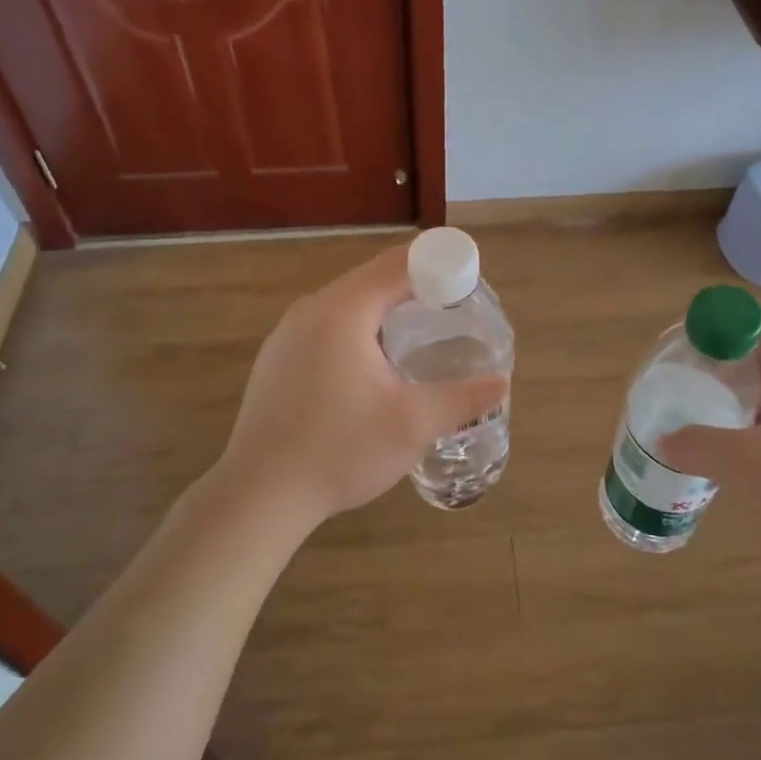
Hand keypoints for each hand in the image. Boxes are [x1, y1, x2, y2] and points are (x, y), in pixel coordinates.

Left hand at [212, 244, 508, 532]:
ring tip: (418, 326)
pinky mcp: (277, 358)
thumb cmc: (340, 450)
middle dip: (414, 281)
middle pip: (371, 277)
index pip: (397, 266)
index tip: (468, 277)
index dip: (437, 264)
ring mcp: (287, 333)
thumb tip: (501, 383)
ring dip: (384, 303)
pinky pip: (326, 323)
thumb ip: (461, 398)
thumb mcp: (412, 425)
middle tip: (452, 302)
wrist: (259, 495)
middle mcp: (311, 309)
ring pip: (346, 300)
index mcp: (343, 311)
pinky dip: (358, 324)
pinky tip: (372, 358)